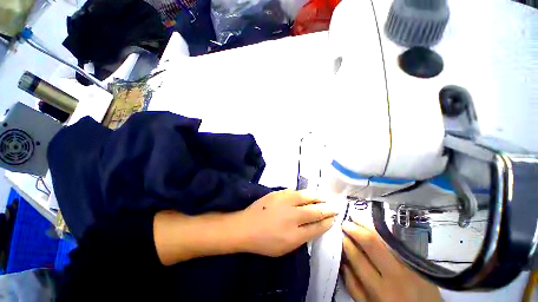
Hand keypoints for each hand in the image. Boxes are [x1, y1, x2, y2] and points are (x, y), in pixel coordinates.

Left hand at [237, 189, 337, 256]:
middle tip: (335, 206)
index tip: (334, 218)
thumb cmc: (264, 242)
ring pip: (306, 197)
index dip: (327, 222)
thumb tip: (314, 226)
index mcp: (295, 234)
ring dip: (318, 197)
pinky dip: (303, 193)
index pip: (317, 227)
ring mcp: (285, 202)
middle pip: (315, 211)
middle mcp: (292, 216)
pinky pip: (295, 191)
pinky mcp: (278, 193)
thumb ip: (301, 237)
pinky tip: (307, 193)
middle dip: (327, 209)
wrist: (245, 226)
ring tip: (325, 197)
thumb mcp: (285, 248)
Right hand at [341, 220, 441, 301]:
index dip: (347, 243)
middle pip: (372, 243)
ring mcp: (410, 266)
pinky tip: (374, 225)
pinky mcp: (419, 262)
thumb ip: (353, 286)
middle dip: (355, 229)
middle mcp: (395, 275)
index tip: (340, 234)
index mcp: (380, 290)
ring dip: (368, 225)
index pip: (358, 258)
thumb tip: (342, 262)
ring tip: (356, 217)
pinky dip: (383, 232)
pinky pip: (398, 242)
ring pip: (386, 238)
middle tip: (345, 222)